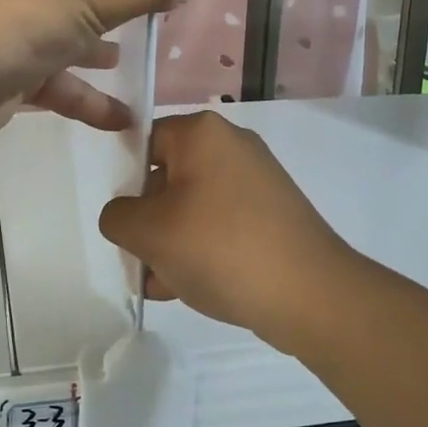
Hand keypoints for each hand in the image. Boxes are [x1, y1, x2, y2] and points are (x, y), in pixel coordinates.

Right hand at [98, 111, 352, 353]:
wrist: (309, 294)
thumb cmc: (220, 248)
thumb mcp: (148, 233)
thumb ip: (117, 216)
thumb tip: (126, 216)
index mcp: (202, 133)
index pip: (145, 142)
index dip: (127, 181)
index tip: (125, 220)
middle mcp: (233, 146)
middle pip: (169, 177)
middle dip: (149, 221)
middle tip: (141, 259)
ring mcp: (258, 181)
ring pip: (194, 206)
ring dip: (172, 242)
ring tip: (163, 283)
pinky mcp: (274, 214)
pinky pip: (223, 224)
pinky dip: (203, 249)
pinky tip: (191, 287)